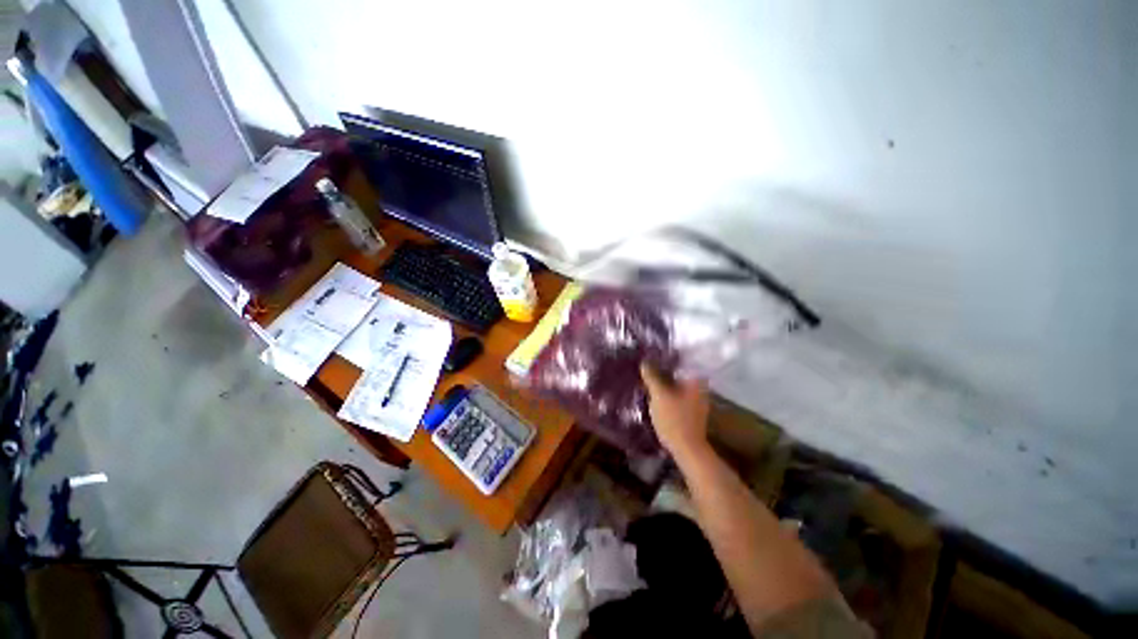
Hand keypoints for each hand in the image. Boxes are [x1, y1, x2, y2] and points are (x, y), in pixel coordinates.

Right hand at [640, 364, 710, 457]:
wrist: (687, 449)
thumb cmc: (674, 418)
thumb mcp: (659, 394)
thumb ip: (652, 376)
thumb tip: (645, 362)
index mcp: (696, 380)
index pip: (681, 361)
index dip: (666, 358)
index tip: (652, 356)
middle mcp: (700, 387)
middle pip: (679, 373)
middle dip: (664, 370)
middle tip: (648, 367)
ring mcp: (697, 400)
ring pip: (677, 385)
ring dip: (665, 382)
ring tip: (649, 380)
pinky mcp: (691, 411)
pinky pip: (677, 395)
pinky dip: (668, 393)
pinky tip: (656, 395)